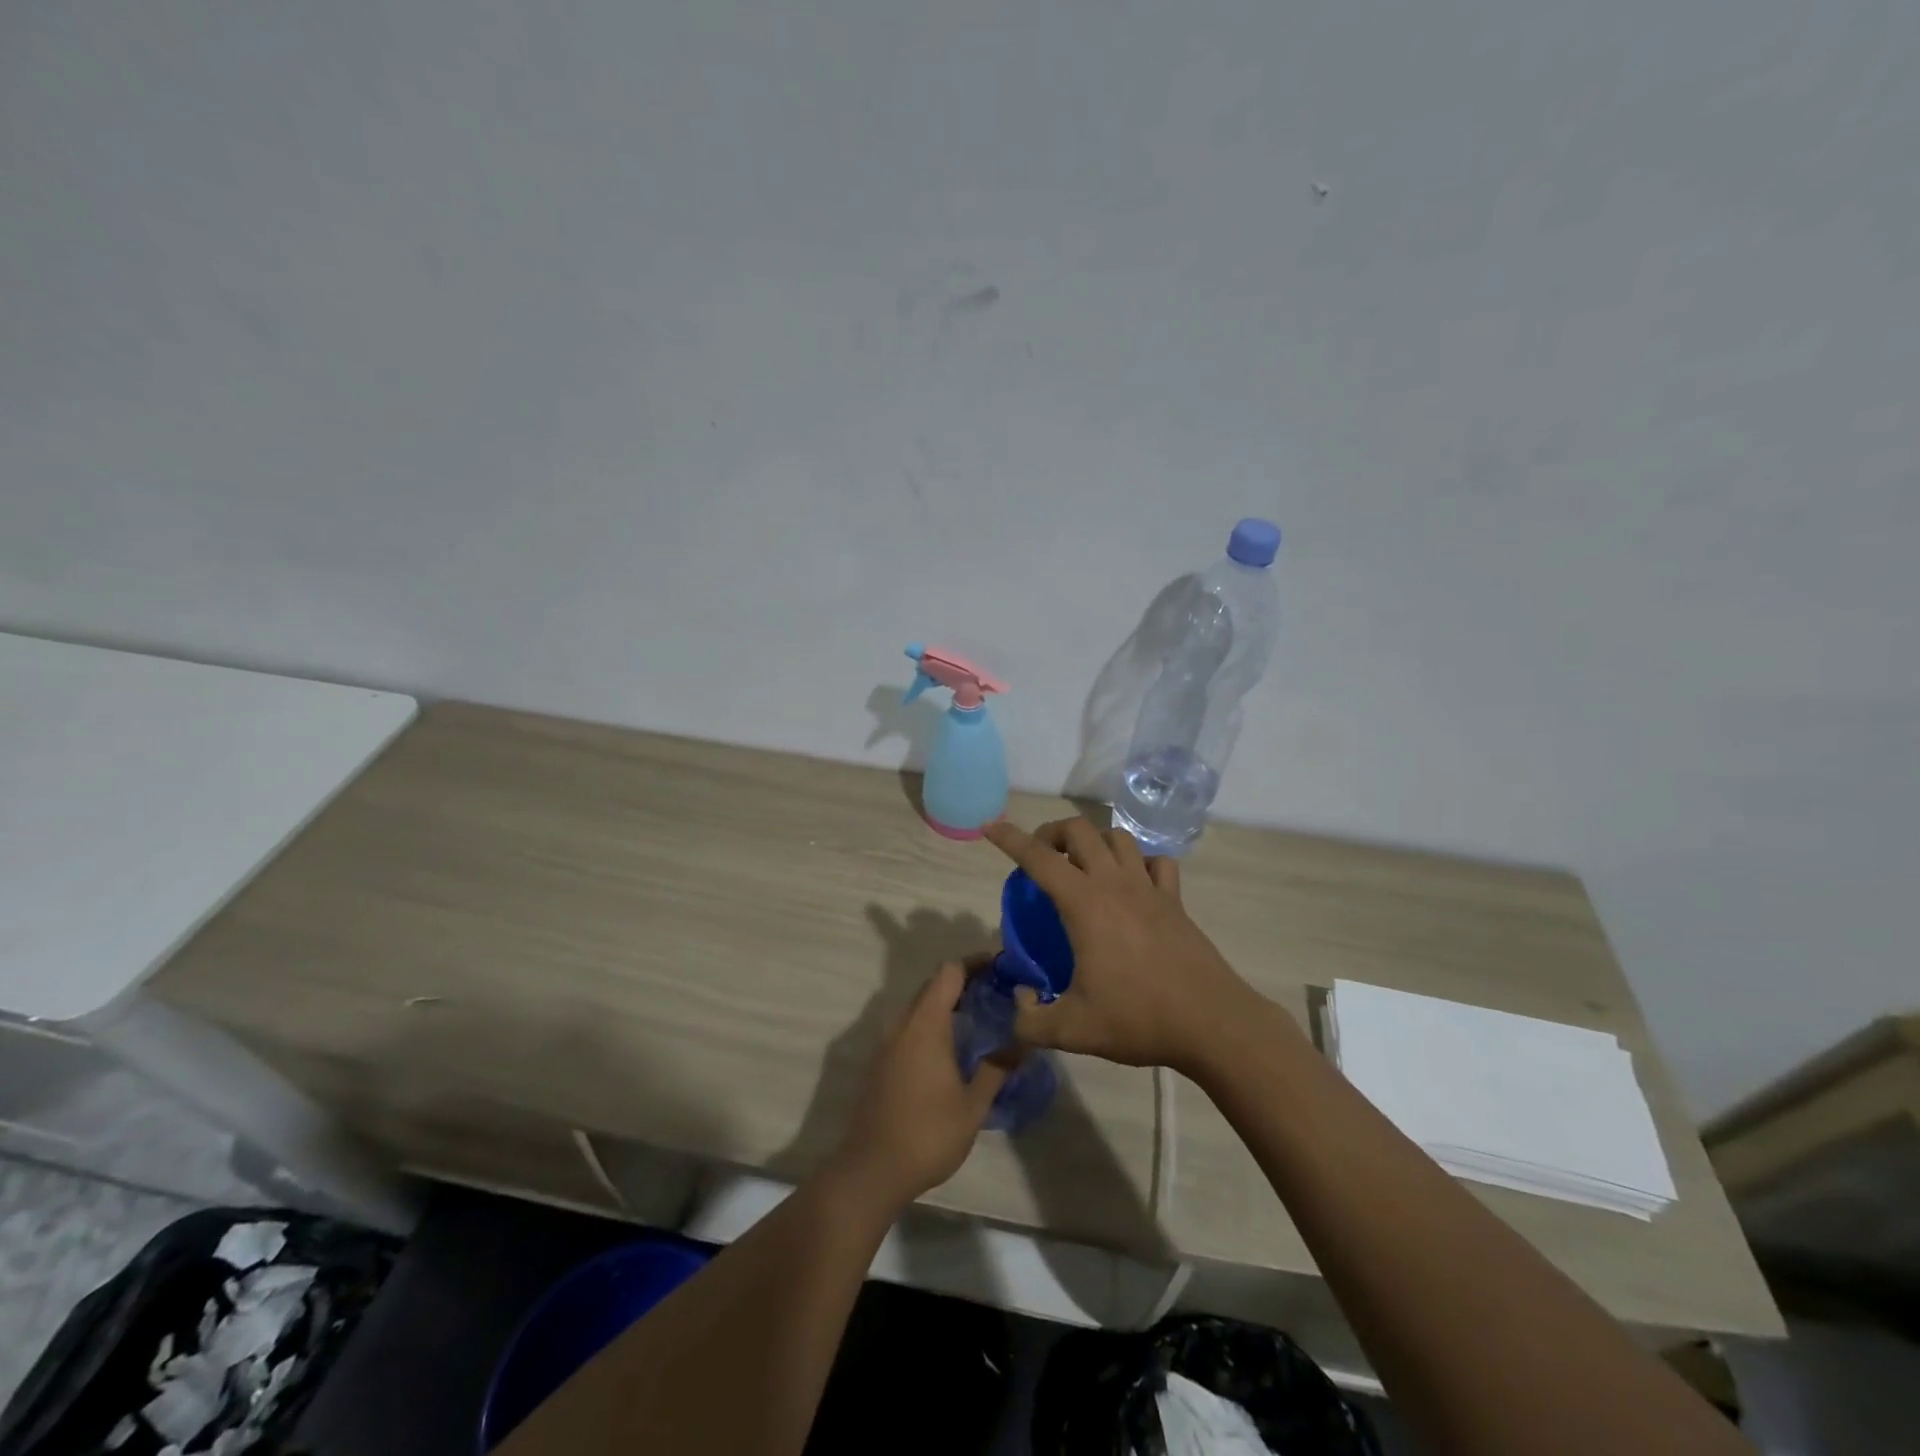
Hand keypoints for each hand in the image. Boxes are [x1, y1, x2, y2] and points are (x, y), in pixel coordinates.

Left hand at [828, 962, 1009, 1209]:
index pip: (949, 972)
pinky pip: (909, 1025)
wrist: (870, 1170)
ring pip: (920, 1005)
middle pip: (933, 985)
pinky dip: (932, 1021)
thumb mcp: (973, 1106)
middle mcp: (902, 1023)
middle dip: (965, 981)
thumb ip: (997, 1068)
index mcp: (925, 1024)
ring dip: (947, 1002)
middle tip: (999, 991)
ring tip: (980, 1015)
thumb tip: (1023, 1041)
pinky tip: (953, 1044)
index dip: (976, 963)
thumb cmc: (927, 1135)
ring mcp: (887, 1042)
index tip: (1003, 967)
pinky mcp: (881, 1060)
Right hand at [983, 817, 1261, 1075]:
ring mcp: (1149, 888)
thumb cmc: (1138, 1018)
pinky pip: (1155, 862)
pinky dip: (1138, 861)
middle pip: (1079, 830)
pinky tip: (1132, 882)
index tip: (991, 827)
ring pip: (1117, 837)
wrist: (1211, 1023)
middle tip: (1041, 858)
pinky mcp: (1175, 901)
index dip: (1010, 838)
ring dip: (1093, 841)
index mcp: (1084, 904)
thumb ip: (1029, 1020)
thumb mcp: (1072, 1030)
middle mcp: (1115, 883)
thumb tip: (1017, 1003)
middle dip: (1052, 833)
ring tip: (1082, 866)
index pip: (1038, 857)